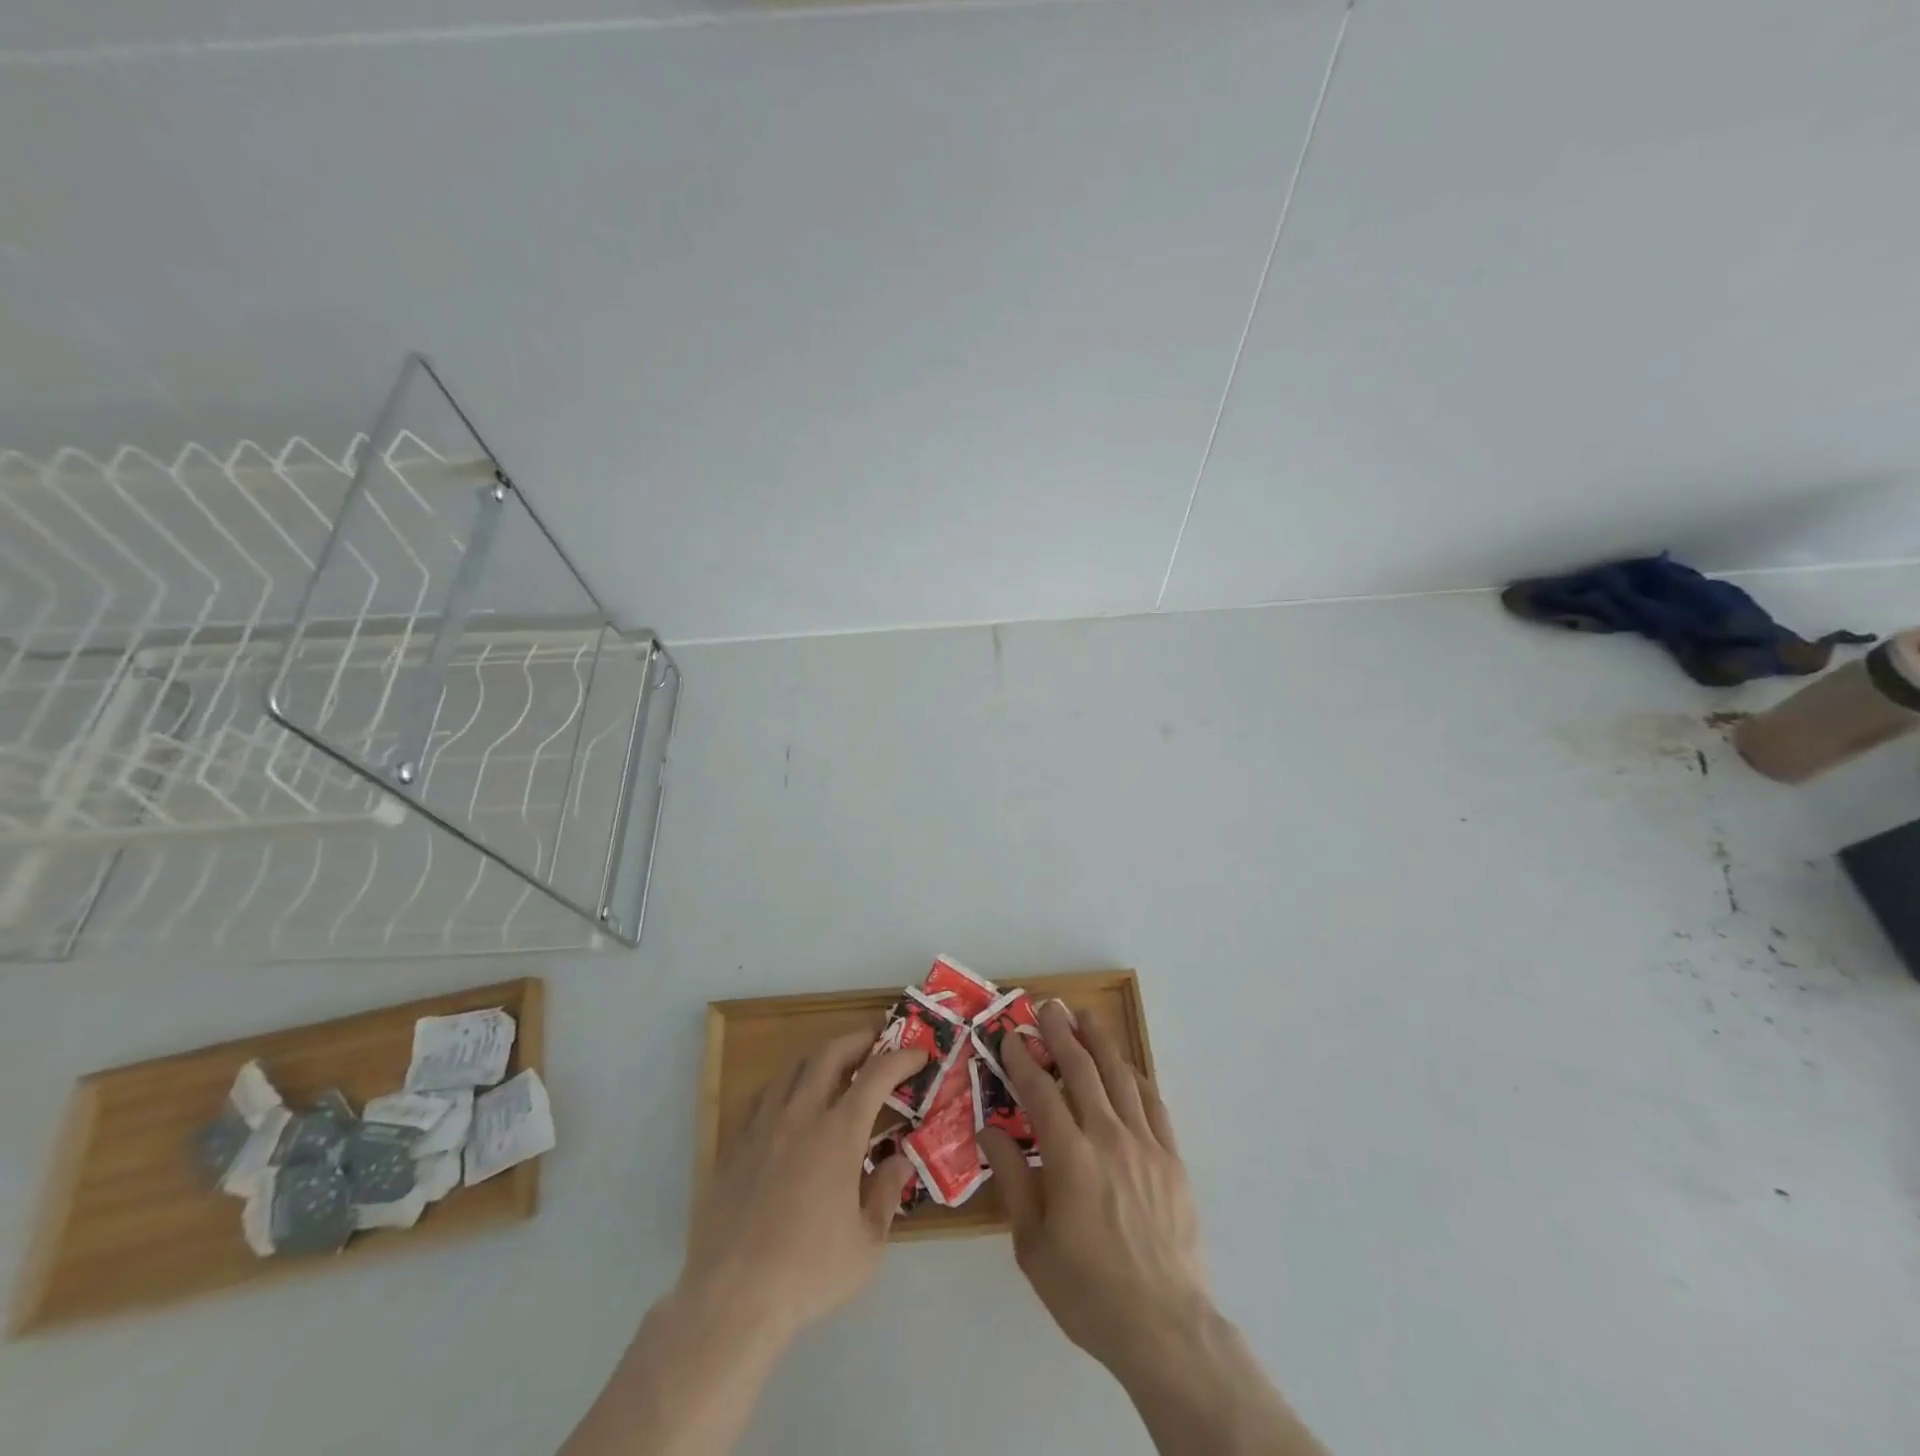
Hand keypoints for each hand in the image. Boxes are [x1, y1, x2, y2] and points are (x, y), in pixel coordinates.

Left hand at [681, 1031, 926, 1342]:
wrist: (732, 1298)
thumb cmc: (809, 1272)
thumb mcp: (867, 1245)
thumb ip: (886, 1194)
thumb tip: (899, 1161)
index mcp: (839, 1133)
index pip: (877, 1075)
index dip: (901, 1058)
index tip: (918, 1055)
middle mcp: (801, 1115)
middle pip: (830, 1054)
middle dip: (858, 1040)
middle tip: (876, 1041)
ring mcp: (763, 1126)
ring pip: (793, 1068)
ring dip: (820, 1057)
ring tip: (835, 1065)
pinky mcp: (735, 1145)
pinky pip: (763, 1096)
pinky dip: (785, 1085)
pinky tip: (790, 1102)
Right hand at [979, 1001, 1210, 1380]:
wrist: (1165, 1327)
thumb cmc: (1088, 1291)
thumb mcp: (1032, 1245)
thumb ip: (1013, 1180)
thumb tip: (990, 1131)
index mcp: (1070, 1157)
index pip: (1040, 1091)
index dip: (1022, 1059)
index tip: (1009, 1036)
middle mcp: (1108, 1137)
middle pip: (1082, 1070)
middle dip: (1060, 1033)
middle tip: (1047, 1006)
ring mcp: (1145, 1144)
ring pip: (1119, 1076)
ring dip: (1099, 1042)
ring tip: (1085, 1017)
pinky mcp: (1171, 1158)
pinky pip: (1153, 1103)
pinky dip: (1135, 1078)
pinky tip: (1126, 1067)